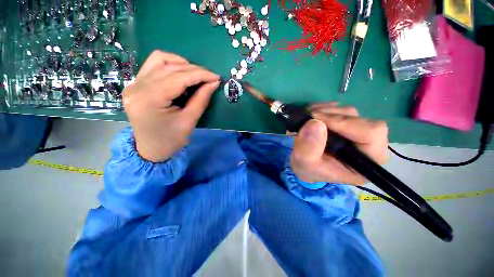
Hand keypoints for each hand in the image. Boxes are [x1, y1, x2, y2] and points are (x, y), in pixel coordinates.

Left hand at [123, 50, 219, 161]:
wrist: (150, 149)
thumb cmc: (171, 140)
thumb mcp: (189, 121)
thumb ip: (201, 99)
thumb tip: (214, 82)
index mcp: (150, 100)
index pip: (178, 78)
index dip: (200, 75)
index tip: (216, 77)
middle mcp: (137, 87)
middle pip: (169, 67)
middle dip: (194, 70)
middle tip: (210, 78)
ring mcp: (133, 84)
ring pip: (159, 60)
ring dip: (181, 64)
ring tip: (196, 75)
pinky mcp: (135, 84)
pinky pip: (153, 65)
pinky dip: (170, 65)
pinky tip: (181, 73)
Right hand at [290, 103, 388, 184]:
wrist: (304, 165)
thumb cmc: (307, 169)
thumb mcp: (304, 163)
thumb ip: (309, 148)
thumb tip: (315, 123)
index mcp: (366, 161)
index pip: (371, 133)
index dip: (344, 123)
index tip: (315, 120)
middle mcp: (368, 145)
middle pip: (359, 119)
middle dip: (330, 116)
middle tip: (308, 117)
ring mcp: (357, 132)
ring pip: (348, 112)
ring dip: (324, 111)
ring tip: (306, 118)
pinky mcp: (346, 124)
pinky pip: (339, 109)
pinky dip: (322, 108)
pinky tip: (310, 114)